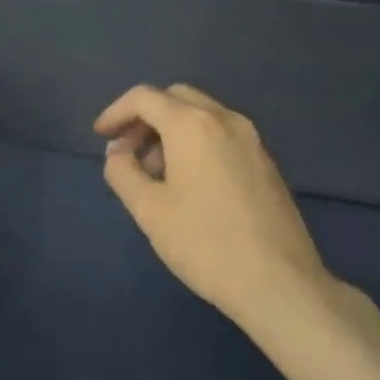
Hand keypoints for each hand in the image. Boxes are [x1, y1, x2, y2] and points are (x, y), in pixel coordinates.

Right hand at [94, 84, 328, 329]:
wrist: (279, 282)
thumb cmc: (205, 244)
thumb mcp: (149, 210)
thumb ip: (123, 172)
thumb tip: (117, 152)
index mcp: (192, 124)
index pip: (144, 97)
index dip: (116, 112)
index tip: (100, 136)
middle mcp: (224, 118)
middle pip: (175, 98)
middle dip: (145, 117)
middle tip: (127, 151)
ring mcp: (251, 138)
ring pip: (201, 114)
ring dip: (170, 130)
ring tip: (155, 174)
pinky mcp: (265, 160)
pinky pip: (221, 133)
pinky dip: (196, 141)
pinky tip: (188, 182)